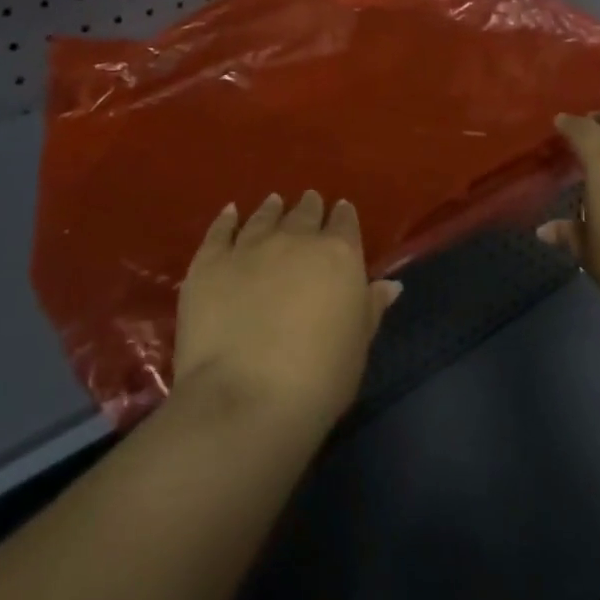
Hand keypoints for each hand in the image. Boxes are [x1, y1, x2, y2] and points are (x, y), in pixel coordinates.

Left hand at [172, 191, 402, 434]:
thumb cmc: (319, 378)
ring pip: (264, 216)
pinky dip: (226, 220)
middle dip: (309, 207)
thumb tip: (390, 284)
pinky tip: (229, 213)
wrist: (246, 398)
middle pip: (304, 213)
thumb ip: (371, 308)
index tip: (341, 212)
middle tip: (309, 202)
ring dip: (271, 208)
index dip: (343, 216)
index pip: (345, 223)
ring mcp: (249, 246)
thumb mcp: (358, 345)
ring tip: (274, 202)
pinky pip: (220, 231)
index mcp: (338, 255)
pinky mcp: (210, 262)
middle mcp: (295, 239)